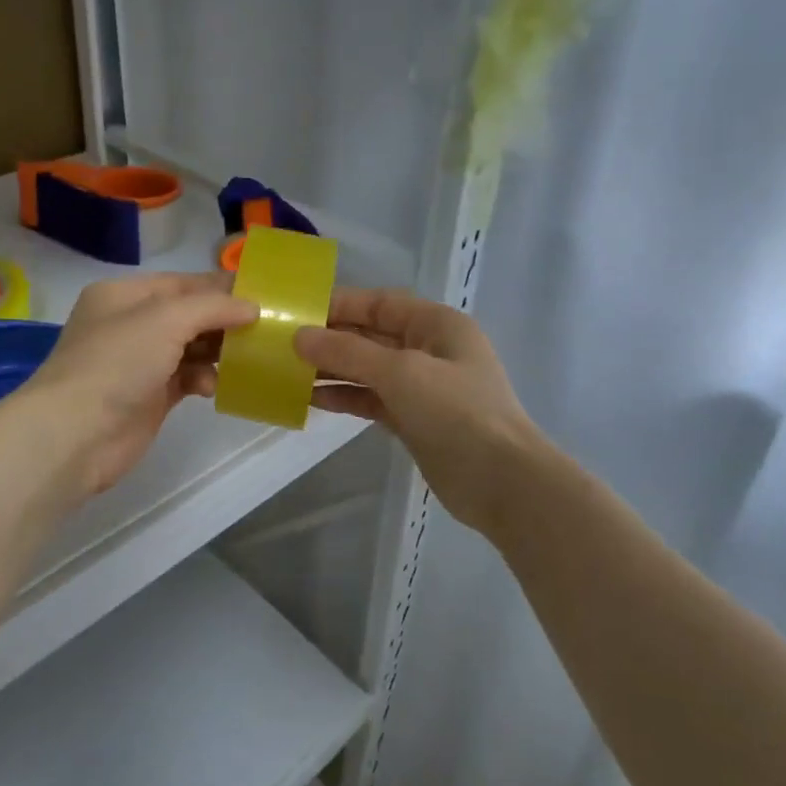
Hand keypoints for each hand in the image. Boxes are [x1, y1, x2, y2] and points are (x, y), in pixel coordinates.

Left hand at [21, 273, 257, 498]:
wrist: (75, 434)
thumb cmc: (117, 363)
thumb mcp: (165, 319)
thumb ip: (213, 307)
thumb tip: (252, 306)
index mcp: (124, 295)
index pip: (182, 283)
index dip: (221, 287)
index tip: (262, 294)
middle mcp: (131, 324)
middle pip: (189, 315)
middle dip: (223, 321)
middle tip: (264, 328)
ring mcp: (139, 362)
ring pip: (191, 347)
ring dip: (217, 352)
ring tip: (244, 358)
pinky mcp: (150, 396)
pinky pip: (187, 378)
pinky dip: (203, 379)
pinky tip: (212, 387)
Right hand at [294, 287, 544, 532]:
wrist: (502, 481)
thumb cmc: (457, 412)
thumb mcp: (401, 372)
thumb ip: (348, 353)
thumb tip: (300, 337)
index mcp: (436, 324)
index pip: (380, 303)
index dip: (339, 305)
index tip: (297, 311)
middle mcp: (429, 349)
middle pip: (371, 336)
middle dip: (330, 339)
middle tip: (283, 344)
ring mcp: (422, 386)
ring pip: (368, 369)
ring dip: (332, 369)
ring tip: (288, 371)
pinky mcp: (413, 419)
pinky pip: (372, 399)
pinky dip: (345, 397)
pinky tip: (311, 399)